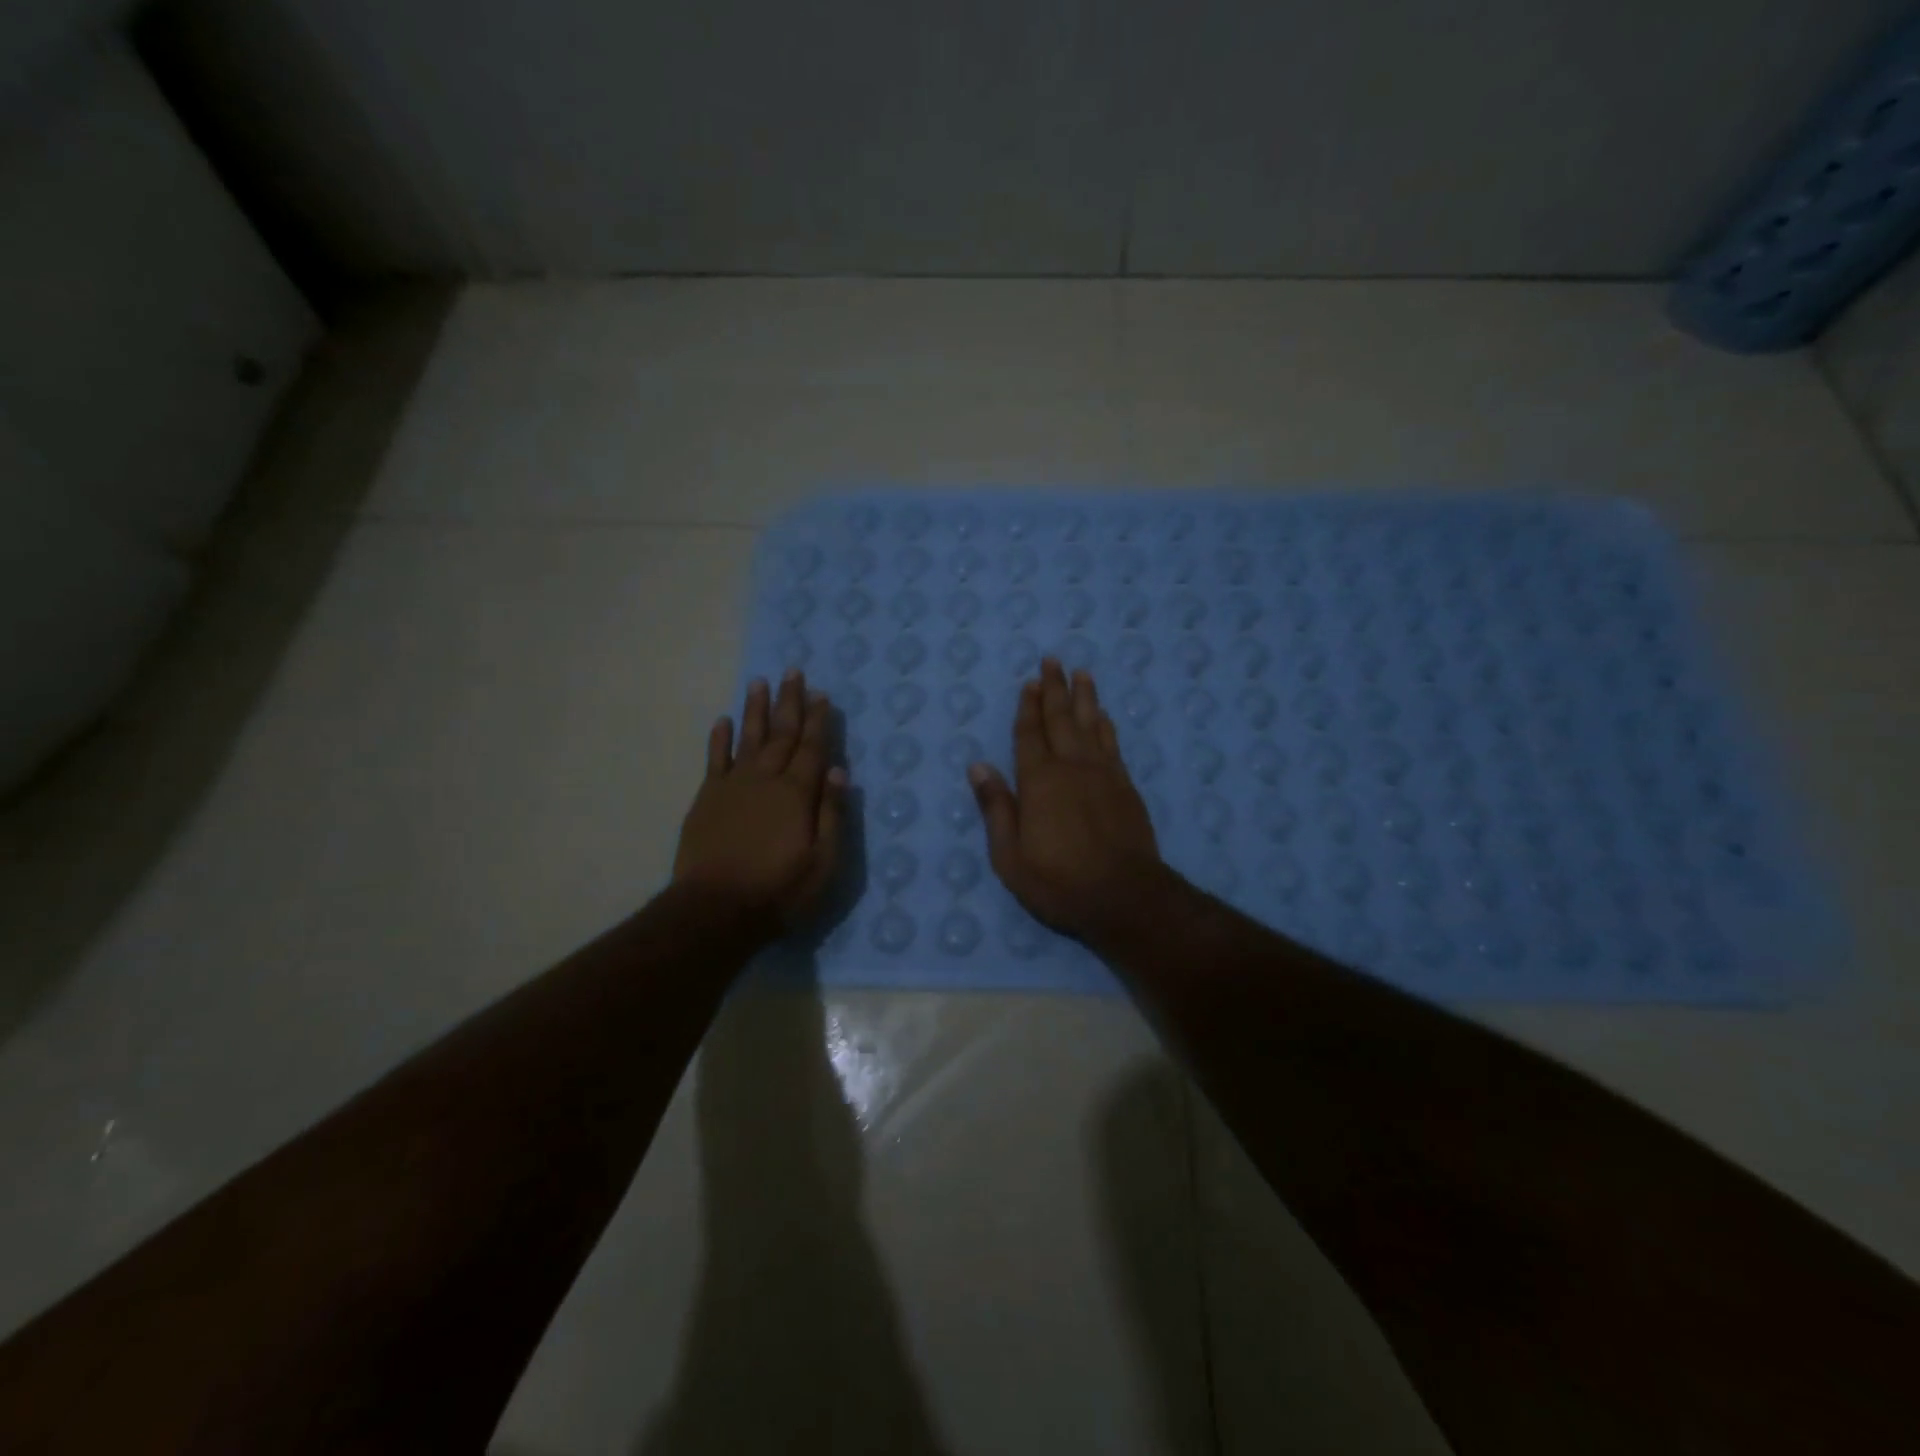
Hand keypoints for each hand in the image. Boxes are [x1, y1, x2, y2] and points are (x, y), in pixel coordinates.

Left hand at [674, 670, 846, 932]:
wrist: (715, 909)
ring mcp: (733, 786)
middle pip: (781, 734)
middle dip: (789, 702)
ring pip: (748, 738)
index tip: (821, 693)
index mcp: (797, 793)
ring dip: (756, 710)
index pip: (812, 748)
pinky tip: (723, 720)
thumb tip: (839, 771)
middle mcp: (766, 779)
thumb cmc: (778, 890)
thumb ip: (832, 814)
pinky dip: (719, 739)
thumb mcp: (823, 862)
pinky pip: (714, 759)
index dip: (818, 721)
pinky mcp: (707, 799)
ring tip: (759, 682)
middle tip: (792, 672)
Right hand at [969, 659, 1167, 944]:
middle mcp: (1071, 767)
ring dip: (1085, 698)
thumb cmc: (1059, 881)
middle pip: (1061, 720)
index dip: (1028, 708)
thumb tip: (978, 766)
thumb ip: (996, 808)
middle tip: (1053, 661)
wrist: (1125, 896)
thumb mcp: (1010, 856)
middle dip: (1055, 689)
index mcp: (1039, 781)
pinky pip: (1113, 744)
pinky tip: (1104, 716)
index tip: (1030, 683)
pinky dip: (1106, 725)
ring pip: (1092, 725)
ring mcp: (1103, 774)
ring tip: (1081, 674)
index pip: (1030, 735)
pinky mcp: (1126, 787)